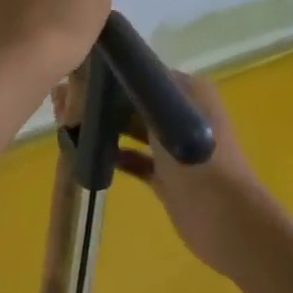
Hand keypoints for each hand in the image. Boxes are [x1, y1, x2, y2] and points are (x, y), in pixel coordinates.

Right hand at [52, 68, 276, 274]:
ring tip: (73, 126)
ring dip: (108, 129)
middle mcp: (181, 114)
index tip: (79, 78)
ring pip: (133, 130)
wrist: (225, 218)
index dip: (113, 75)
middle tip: (68, 105)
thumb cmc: (198, 158)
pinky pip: (135, 159)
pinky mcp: (165, 176)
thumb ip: (136, 92)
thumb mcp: (166, 113)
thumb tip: (102, 74)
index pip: (144, 74)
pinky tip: (91, 155)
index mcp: (188, 92)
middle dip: (106, 103)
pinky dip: (117, 156)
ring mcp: (174, 147)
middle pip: (136, 101)